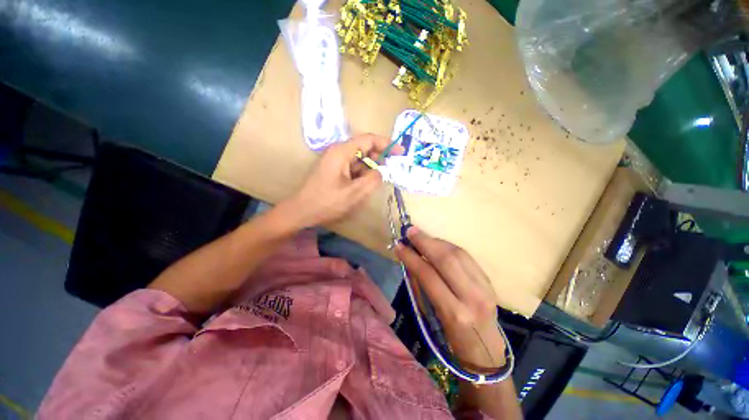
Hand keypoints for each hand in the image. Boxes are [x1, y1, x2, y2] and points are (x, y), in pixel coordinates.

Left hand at [281, 134, 401, 228]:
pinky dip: (361, 175)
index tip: (400, 152)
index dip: (386, 144)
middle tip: (389, 170)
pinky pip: (352, 168)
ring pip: (358, 160)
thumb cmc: (326, 202)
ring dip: (369, 169)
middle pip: (363, 148)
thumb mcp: (354, 193)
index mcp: (342, 152)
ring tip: (373, 184)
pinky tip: (362, 187)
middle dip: (378, 158)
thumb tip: (380, 172)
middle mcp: (338, 152)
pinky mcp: (333, 170)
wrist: (301, 211)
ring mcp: (335, 161)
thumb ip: (372, 180)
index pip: (368, 139)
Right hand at [395, 227, 506, 371]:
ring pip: (458, 254)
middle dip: (425, 242)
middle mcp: (472, 297)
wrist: (486, 349)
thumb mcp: (433, 315)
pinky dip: (448, 246)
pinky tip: (438, 244)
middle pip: (446, 260)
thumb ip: (423, 285)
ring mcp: (485, 287)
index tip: (399, 246)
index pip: (429, 275)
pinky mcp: (489, 281)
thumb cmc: (453, 337)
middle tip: (410, 232)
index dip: (412, 257)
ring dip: (436, 241)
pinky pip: (466, 256)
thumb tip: (411, 259)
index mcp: (454, 312)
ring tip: (421, 236)